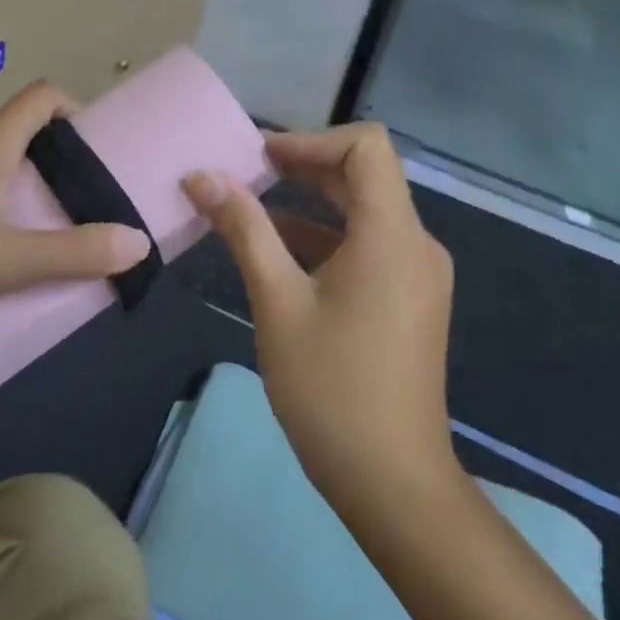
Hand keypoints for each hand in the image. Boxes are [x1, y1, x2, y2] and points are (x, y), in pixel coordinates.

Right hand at [183, 124, 454, 507]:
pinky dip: (327, 236)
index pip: (367, 147)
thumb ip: (243, 229)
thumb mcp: (276, 301)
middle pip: (365, 176)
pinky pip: (370, 245)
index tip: (260, 156)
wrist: (391, 479)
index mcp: (392, 235)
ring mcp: (418, 273)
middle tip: (247, 171)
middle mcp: (416, 243)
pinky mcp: (410, 299)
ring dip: (313, 200)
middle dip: (305, 165)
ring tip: (253, 204)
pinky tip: (281, 250)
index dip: (311, 140)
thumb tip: (201, 176)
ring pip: (366, 211)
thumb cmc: (330, 387)